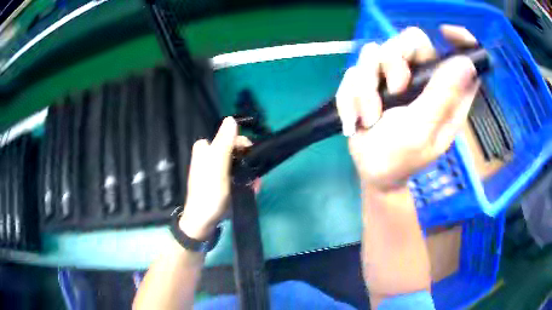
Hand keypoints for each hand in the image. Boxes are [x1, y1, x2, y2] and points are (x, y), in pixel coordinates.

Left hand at [179, 117, 251, 240]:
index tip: (253, 158)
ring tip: (254, 185)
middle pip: (235, 152)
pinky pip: (236, 176)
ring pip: (238, 165)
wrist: (203, 222)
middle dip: (248, 163)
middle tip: (254, 176)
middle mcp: (209, 156)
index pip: (230, 138)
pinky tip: (251, 189)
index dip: (244, 146)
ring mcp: (215, 170)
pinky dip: (244, 182)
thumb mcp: (217, 165)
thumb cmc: (209, 192)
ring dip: (248, 174)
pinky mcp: (220, 183)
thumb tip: (231, 119)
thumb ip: (224, 143)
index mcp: (205, 149)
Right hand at [337, 25, 479, 191]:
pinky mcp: (371, 82)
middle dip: (395, 61)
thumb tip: (466, 63)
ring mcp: (394, 78)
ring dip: (367, 85)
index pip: (460, 56)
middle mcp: (422, 78)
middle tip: (395, 88)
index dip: (459, 38)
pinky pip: (354, 71)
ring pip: (375, 52)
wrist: (372, 173)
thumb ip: (442, 95)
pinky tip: (357, 118)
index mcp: (446, 92)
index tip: (446, 33)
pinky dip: (351, 95)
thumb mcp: (424, 128)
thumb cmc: (402, 158)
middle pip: (410, 41)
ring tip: (371, 115)